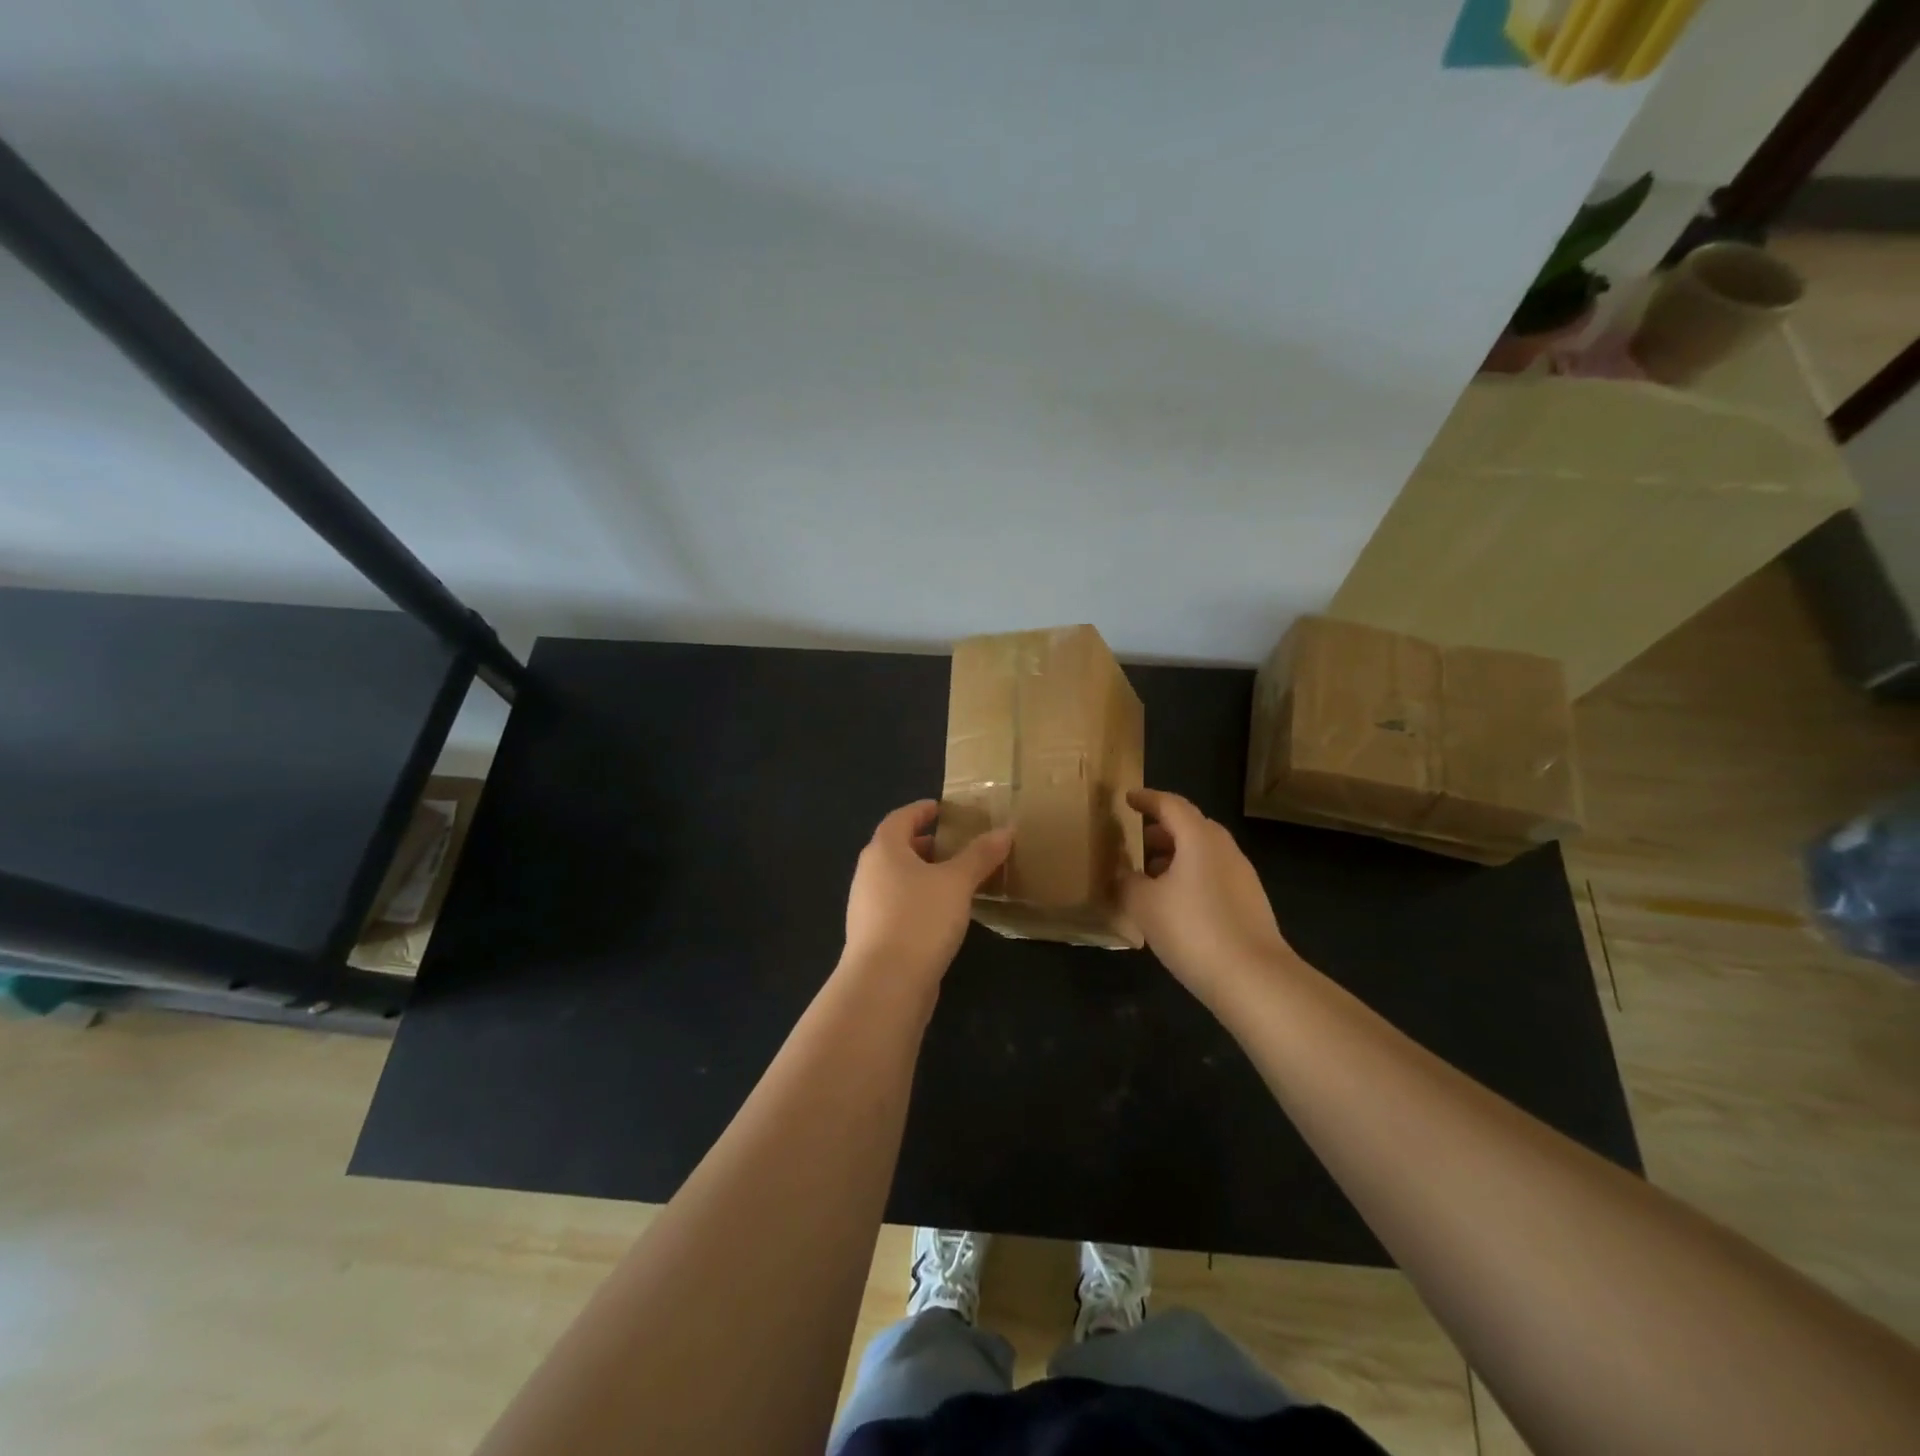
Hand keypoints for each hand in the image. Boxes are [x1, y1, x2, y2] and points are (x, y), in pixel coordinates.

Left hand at [843, 800, 1011, 986]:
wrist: (885, 985)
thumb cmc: (919, 919)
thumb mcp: (957, 882)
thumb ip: (980, 855)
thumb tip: (1005, 830)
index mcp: (883, 850)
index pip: (900, 818)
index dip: (921, 810)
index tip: (942, 808)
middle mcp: (869, 874)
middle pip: (897, 849)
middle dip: (926, 844)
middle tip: (957, 845)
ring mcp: (867, 907)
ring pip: (898, 880)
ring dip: (924, 875)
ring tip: (957, 879)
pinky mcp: (874, 937)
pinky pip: (899, 906)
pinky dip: (920, 900)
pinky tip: (944, 915)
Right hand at [1120, 788, 1298, 1010]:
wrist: (1254, 979)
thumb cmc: (1193, 929)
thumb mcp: (1144, 905)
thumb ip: (1128, 882)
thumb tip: (1124, 875)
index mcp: (1199, 838)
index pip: (1171, 805)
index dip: (1147, 799)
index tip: (1128, 799)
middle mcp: (1224, 849)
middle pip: (1190, 827)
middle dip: (1161, 830)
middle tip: (1136, 841)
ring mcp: (1242, 877)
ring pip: (1203, 853)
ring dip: (1176, 857)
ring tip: (1149, 876)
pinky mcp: (1250, 904)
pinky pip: (1213, 876)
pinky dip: (1190, 878)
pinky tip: (1174, 905)